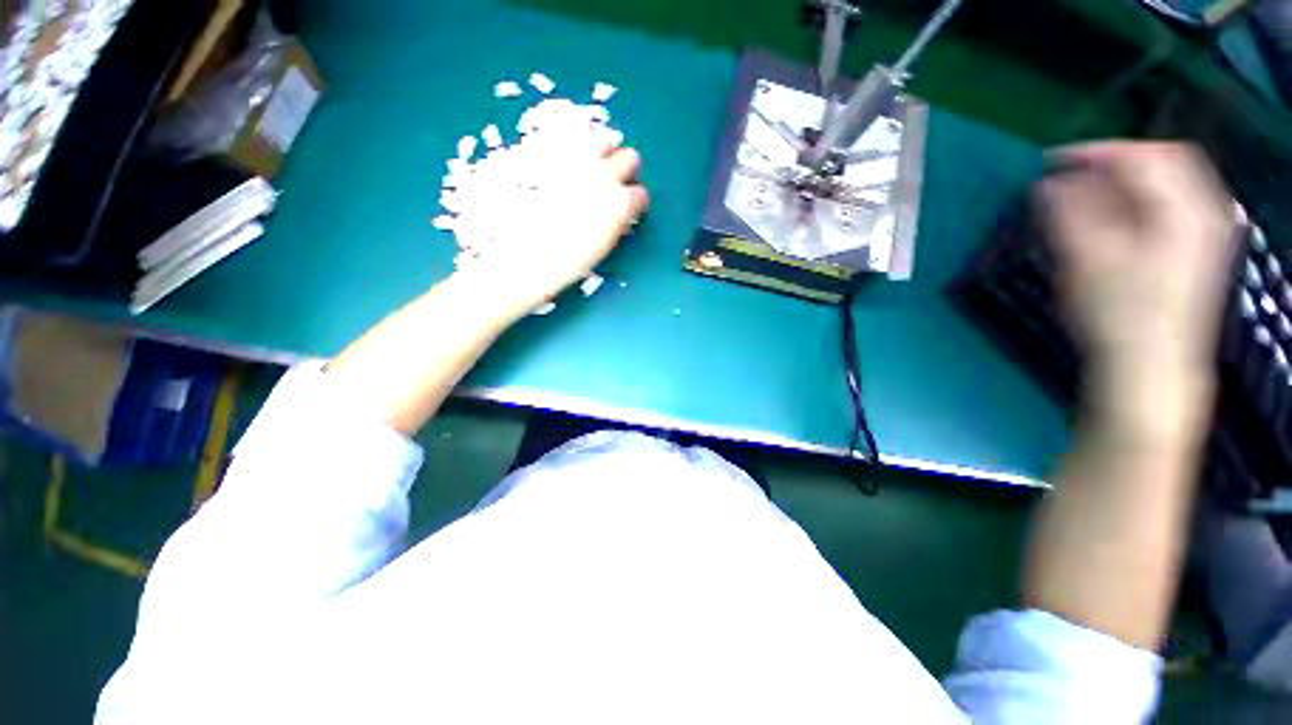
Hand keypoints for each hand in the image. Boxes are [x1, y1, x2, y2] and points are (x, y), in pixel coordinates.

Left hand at [457, 141, 649, 316]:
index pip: (641, 194)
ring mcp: (579, 162)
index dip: (636, 202)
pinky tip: (572, 164)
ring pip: (604, 140)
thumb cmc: (571, 259)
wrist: (530, 254)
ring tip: (596, 166)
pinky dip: (579, 149)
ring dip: (606, 151)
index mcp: (621, 204)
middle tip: (616, 182)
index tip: (630, 207)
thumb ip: (617, 220)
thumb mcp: (603, 243)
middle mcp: (605, 176)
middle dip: (626, 170)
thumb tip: (622, 210)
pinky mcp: (554, 155)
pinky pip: (574, 142)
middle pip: (631, 158)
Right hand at [1038, 143, 1235, 392]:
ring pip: (1173, 179)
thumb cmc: (1116, 314)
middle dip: (1117, 159)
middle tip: (1075, 172)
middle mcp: (1203, 210)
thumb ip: (1069, 213)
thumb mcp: (1085, 259)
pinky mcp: (1199, 248)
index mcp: (1180, 209)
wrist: (1149, 366)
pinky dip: (1144, 196)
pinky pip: (1176, 201)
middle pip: (1166, 159)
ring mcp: (1208, 229)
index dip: (1094, 151)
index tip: (1051, 161)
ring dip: (1130, 177)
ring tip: (1091, 190)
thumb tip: (1049, 183)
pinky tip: (1120, 213)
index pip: (1141, 156)